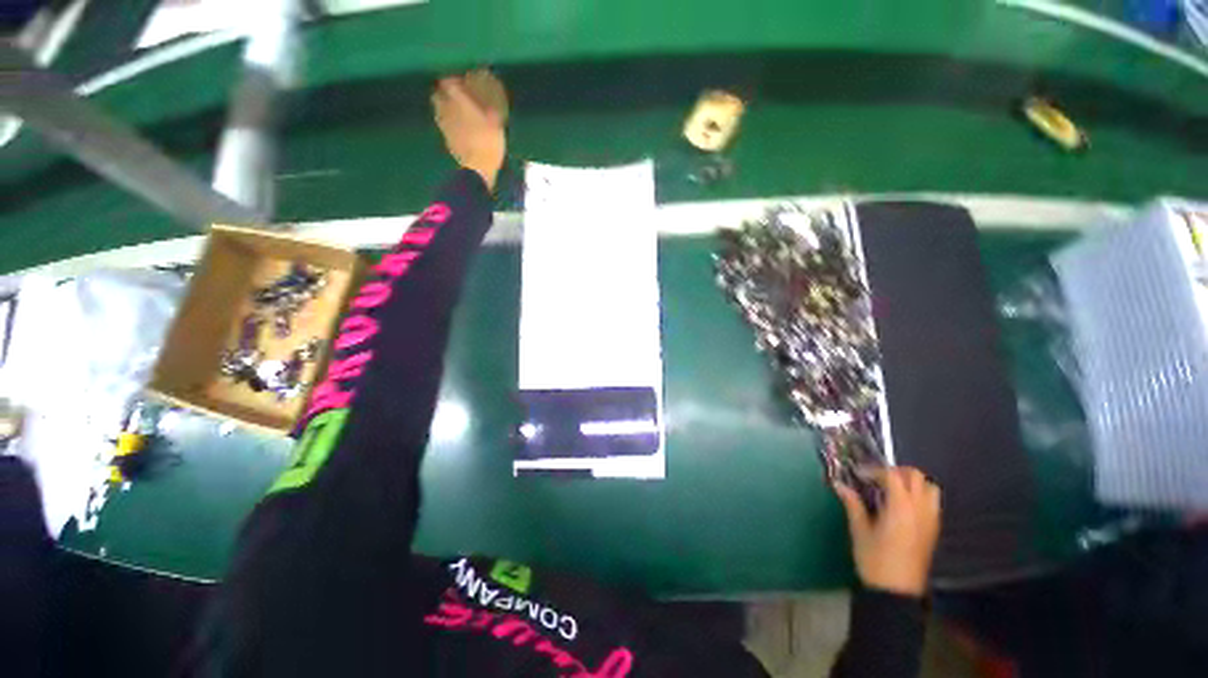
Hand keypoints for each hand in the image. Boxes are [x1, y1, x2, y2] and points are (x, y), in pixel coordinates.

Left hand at [432, 75, 506, 190]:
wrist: (477, 168)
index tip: (458, 79)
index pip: (449, 83)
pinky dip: (445, 121)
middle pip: (437, 94)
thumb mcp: (496, 125)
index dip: (452, 79)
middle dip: (442, 91)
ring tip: (451, 108)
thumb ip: (491, 111)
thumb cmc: (488, 143)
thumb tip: (491, 103)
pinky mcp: (445, 138)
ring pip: (437, 108)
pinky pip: (442, 124)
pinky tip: (454, 125)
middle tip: (452, 93)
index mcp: (460, 102)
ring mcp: (444, 125)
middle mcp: (447, 109)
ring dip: (442, 106)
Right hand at [834, 467, 941, 596]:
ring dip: (913, 483)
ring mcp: (930, 520)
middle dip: (896, 471)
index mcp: (901, 507)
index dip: (874, 470)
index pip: (892, 475)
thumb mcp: (859, 530)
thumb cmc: (875, 560)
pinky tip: (902, 507)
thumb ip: (852, 504)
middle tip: (877, 478)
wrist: (896, 592)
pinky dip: (920, 496)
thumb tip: (839, 484)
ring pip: (930, 488)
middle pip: (916, 476)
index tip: (858, 475)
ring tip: (893, 490)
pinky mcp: (934, 531)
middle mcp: (920, 509)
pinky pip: (933, 503)